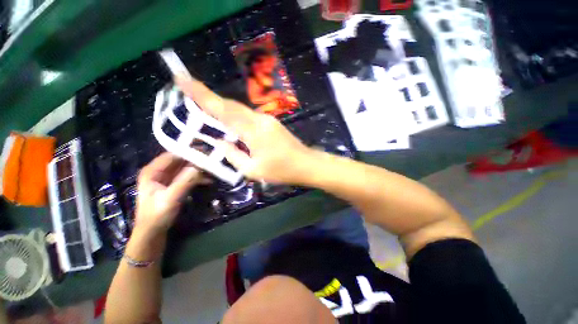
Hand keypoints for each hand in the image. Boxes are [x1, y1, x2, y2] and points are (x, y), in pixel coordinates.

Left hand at [135, 152, 207, 234]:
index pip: (172, 155)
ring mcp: (168, 179)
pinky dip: (198, 177)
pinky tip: (209, 180)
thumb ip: (184, 181)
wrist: (153, 233)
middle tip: (213, 158)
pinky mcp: (175, 185)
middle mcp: (160, 172)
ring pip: (186, 168)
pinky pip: (188, 177)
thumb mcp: (171, 198)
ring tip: (213, 169)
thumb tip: (200, 166)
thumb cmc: (157, 215)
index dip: (188, 151)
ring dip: (199, 169)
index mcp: (152, 171)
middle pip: (180, 160)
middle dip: (196, 160)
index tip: (205, 150)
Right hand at [175, 75, 314, 184]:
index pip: (222, 109)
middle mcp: (259, 119)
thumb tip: (220, 142)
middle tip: (188, 94)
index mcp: (252, 131)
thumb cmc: (281, 170)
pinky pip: (248, 116)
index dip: (201, 94)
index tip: (182, 79)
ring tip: (204, 109)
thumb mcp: (253, 170)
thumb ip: (233, 155)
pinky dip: (235, 117)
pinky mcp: (271, 123)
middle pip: (230, 105)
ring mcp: (267, 119)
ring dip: (222, 108)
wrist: (306, 164)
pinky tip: (229, 123)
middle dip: (209, 98)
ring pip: (239, 110)